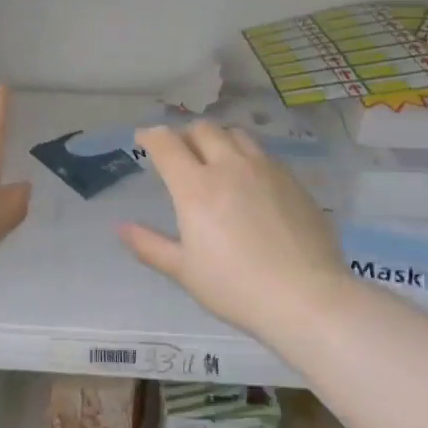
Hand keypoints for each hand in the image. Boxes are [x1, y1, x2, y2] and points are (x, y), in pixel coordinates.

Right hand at [121, 122, 348, 343]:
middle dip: (185, 134)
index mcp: (196, 187)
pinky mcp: (293, 181)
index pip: (167, 144)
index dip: (150, 136)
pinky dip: (247, 156)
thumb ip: (150, 245)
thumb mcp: (184, 271)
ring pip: (237, 135)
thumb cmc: (235, 287)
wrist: (306, 297)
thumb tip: (121, 228)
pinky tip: (250, 180)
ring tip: (215, 157)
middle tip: (179, 151)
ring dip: (218, 139)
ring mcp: (266, 170)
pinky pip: (264, 154)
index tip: (143, 139)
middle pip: (203, 130)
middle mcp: (230, 167)